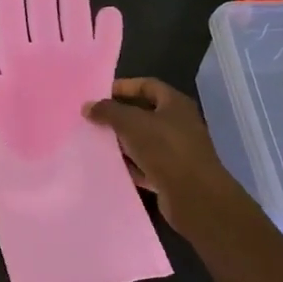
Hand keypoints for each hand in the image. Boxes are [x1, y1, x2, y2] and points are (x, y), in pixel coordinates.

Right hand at [84, 78, 245, 238]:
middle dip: (119, 116)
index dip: (124, 86)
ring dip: (123, 141)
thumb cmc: (164, 149)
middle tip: (94, 119)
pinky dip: (131, 164)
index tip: (99, 94)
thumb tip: (88, 106)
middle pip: (145, 113)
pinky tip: (112, 166)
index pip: (148, 85)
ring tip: (97, 142)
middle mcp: (179, 124)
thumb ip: (107, 111)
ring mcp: (178, 150)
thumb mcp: (131, 123)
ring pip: (144, 140)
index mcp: (175, 104)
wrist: (194, 196)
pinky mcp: (173, 174)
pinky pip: (147, 164)